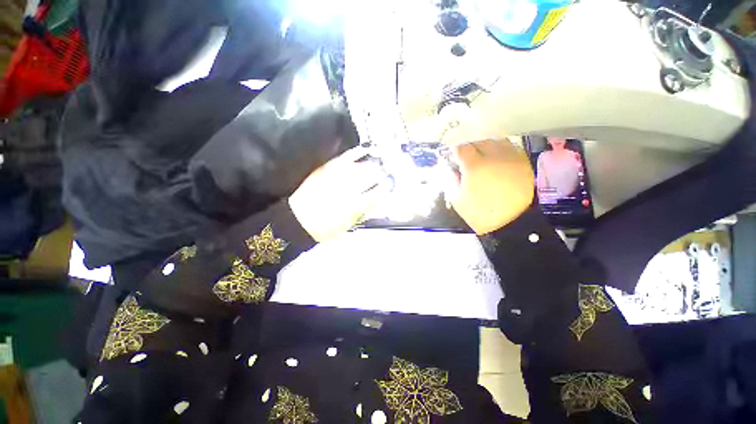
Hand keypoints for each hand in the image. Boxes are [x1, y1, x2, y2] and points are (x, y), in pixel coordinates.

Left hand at [289, 147, 387, 241]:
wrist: (299, 220)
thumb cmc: (327, 228)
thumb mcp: (350, 224)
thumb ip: (366, 210)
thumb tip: (378, 198)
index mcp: (356, 204)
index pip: (379, 191)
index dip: (387, 187)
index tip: (390, 186)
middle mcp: (350, 187)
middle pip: (373, 174)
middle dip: (382, 173)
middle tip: (385, 174)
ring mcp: (339, 175)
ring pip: (363, 165)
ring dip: (374, 163)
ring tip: (379, 162)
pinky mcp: (329, 167)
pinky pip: (347, 156)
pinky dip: (358, 152)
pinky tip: (365, 150)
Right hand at [445, 139, 533, 234]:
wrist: (511, 224)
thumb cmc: (479, 213)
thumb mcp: (457, 199)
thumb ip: (450, 179)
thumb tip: (449, 167)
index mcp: (475, 166)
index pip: (461, 147)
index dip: (454, 150)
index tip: (452, 155)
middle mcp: (494, 156)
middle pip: (479, 140)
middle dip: (469, 146)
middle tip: (466, 156)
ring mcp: (511, 158)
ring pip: (496, 140)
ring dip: (486, 145)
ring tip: (482, 155)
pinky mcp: (523, 163)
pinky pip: (510, 148)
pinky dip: (500, 150)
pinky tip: (496, 160)